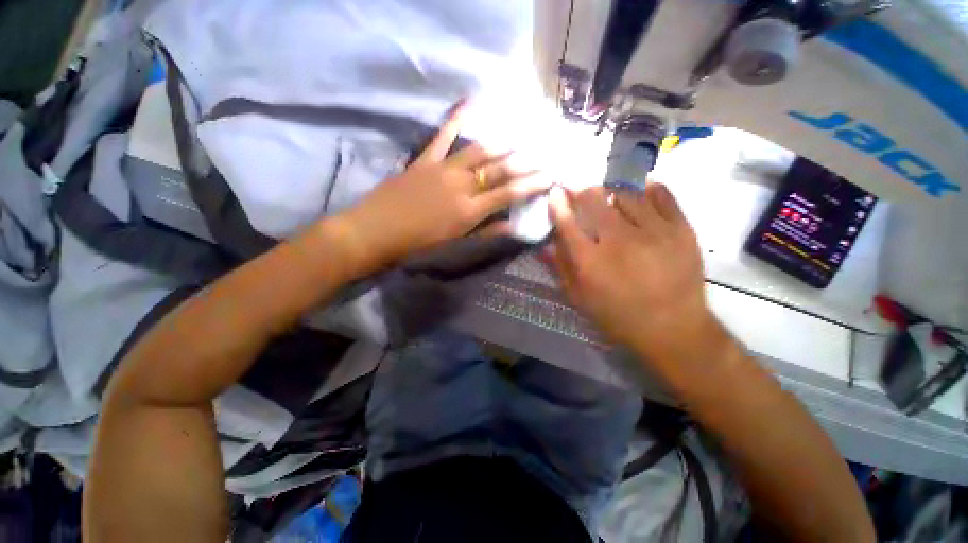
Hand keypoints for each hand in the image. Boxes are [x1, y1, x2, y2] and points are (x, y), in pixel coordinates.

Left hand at [338, 102, 550, 269]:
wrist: (376, 232)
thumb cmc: (417, 245)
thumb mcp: (455, 244)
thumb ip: (485, 232)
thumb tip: (513, 226)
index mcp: (469, 211)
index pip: (509, 194)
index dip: (532, 184)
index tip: (550, 175)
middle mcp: (462, 186)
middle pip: (500, 170)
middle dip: (526, 163)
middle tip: (545, 153)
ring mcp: (443, 169)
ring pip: (480, 152)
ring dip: (503, 144)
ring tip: (523, 136)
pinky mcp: (425, 159)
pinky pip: (443, 135)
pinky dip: (457, 118)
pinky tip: (470, 102)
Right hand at [546, 183, 727, 365]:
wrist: (674, 329)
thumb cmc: (619, 316)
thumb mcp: (580, 299)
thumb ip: (561, 268)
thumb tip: (545, 244)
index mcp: (591, 260)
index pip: (567, 221)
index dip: (558, 203)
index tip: (555, 192)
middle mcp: (618, 240)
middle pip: (594, 198)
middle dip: (582, 191)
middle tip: (582, 193)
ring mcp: (653, 231)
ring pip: (625, 192)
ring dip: (612, 191)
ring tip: (611, 197)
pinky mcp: (681, 229)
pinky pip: (661, 194)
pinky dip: (647, 189)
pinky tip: (640, 194)